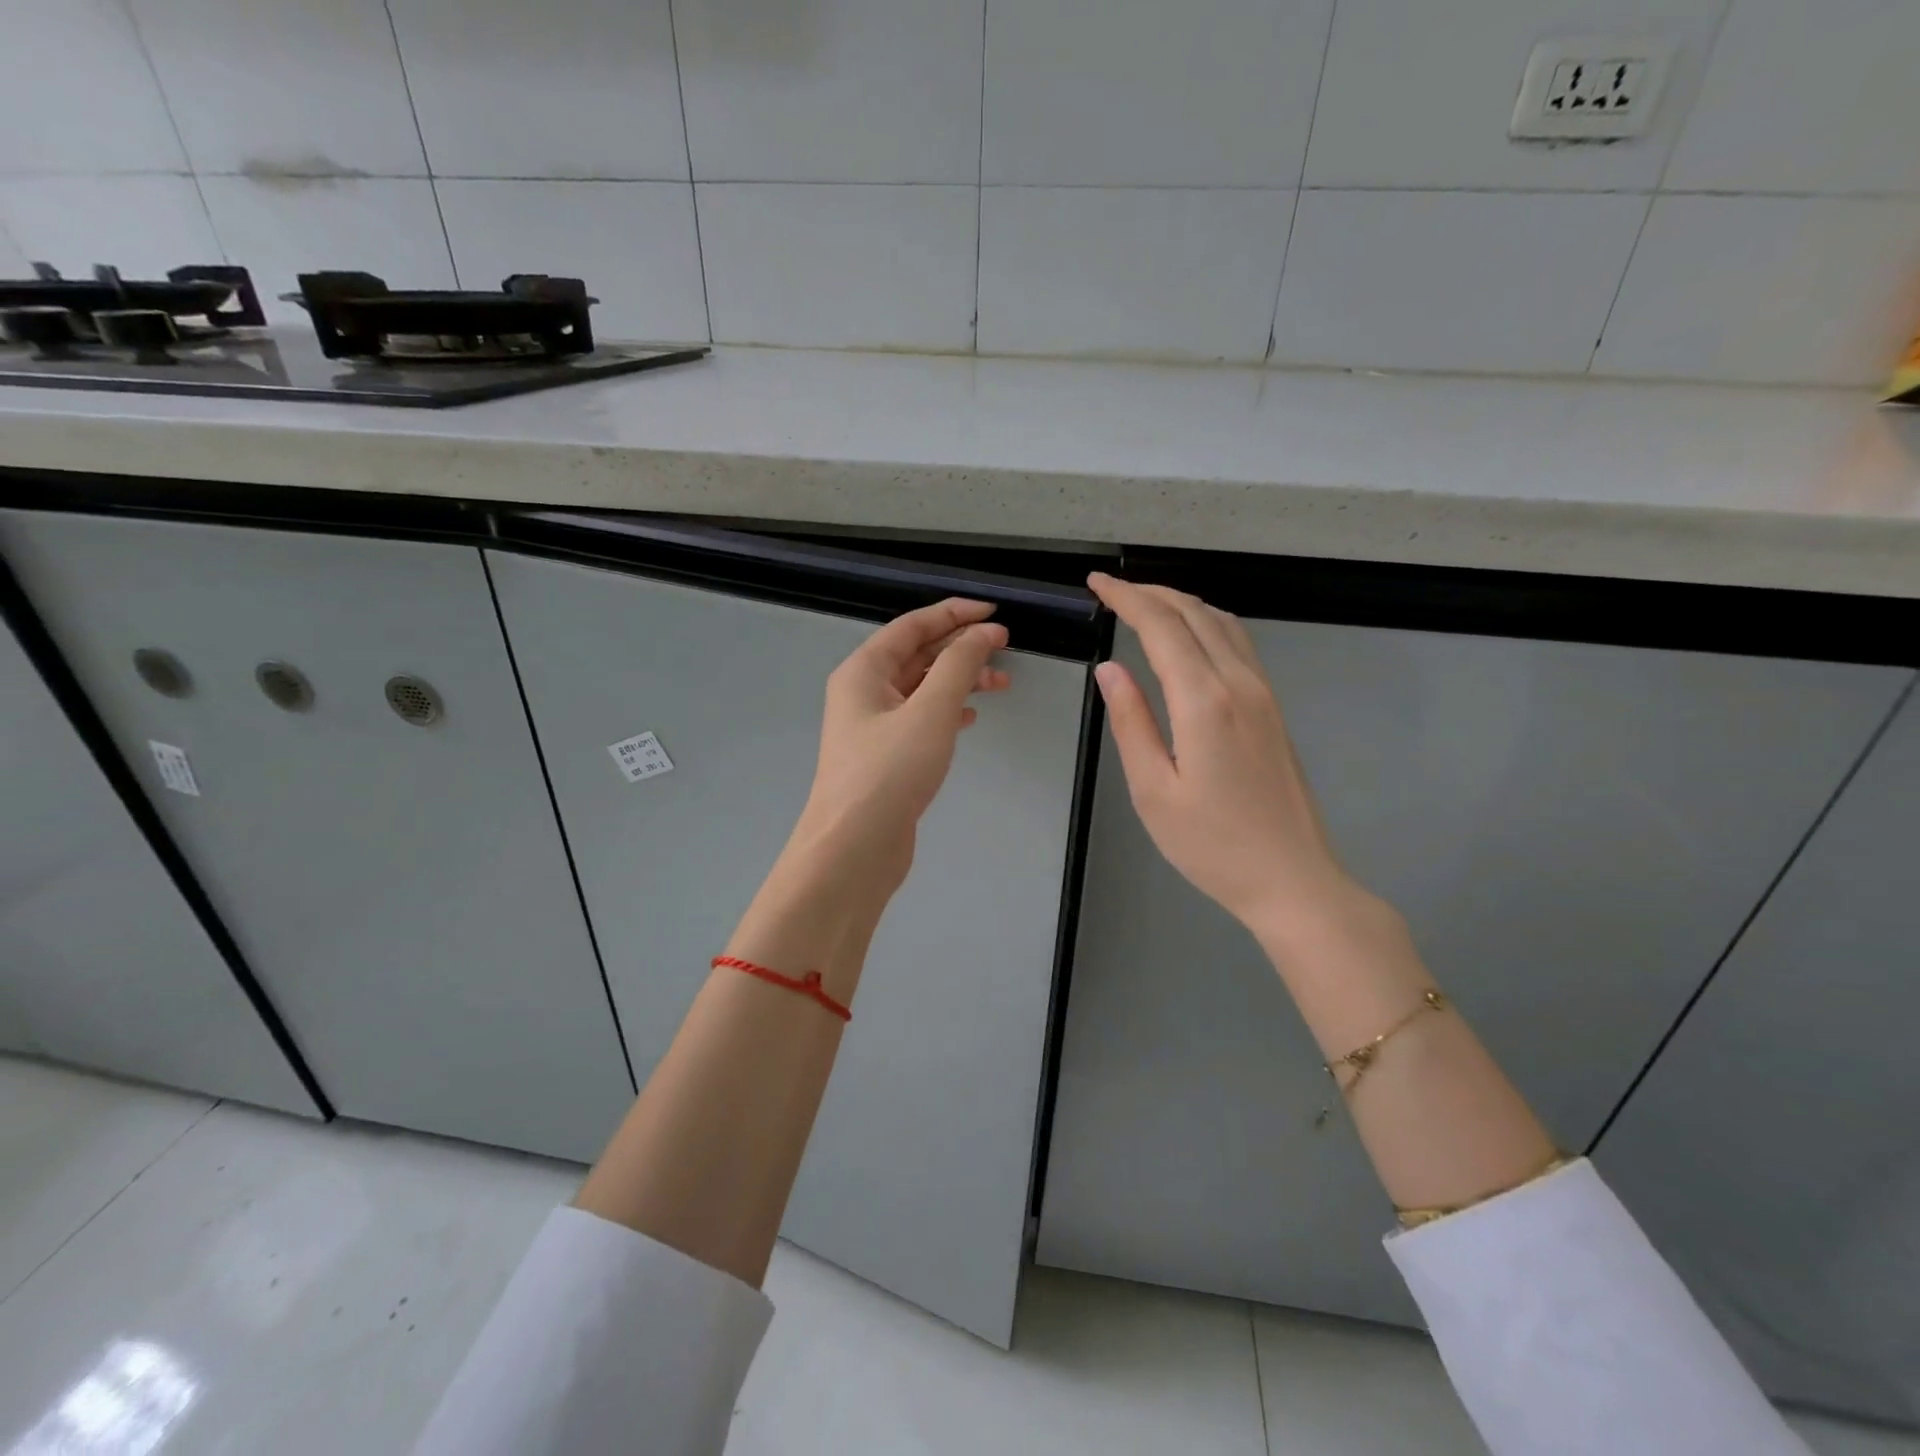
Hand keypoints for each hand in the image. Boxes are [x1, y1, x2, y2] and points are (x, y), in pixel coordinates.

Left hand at [788, 598, 1009, 895]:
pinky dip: (948, 712)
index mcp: (864, 671)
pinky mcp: (886, 757)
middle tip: (1005, 647)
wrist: (854, 848)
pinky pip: (921, 719)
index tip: (994, 613)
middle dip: (961, 647)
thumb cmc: (889, 773)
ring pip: (922, 689)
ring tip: (1000, 684)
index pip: (911, 626)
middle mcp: (864, 693)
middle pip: (917, 655)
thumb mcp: (930, 711)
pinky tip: (972, 718)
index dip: (953, 614)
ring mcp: (874, 727)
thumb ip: (959, 666)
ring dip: (960, 681)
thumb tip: (982, 631)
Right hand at [1087, 573, 1367, 943]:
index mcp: (1204, 701)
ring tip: (1144, 603)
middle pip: (1194, 614)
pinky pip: (1238, 643)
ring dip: (1180, 602)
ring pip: (1222, 622)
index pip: (1161, 627)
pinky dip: (1206, 622)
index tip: (1097, 583)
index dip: (1126, 598)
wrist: (1292, 878)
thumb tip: (1110, 670)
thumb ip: (1131, 723)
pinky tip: (1190, 635)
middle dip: (1150, 592)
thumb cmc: (1212, 845)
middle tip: (1112, 590)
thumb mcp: (1153, 791)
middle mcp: (1239, 684)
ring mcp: (1263, 693)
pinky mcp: (1273, 707)